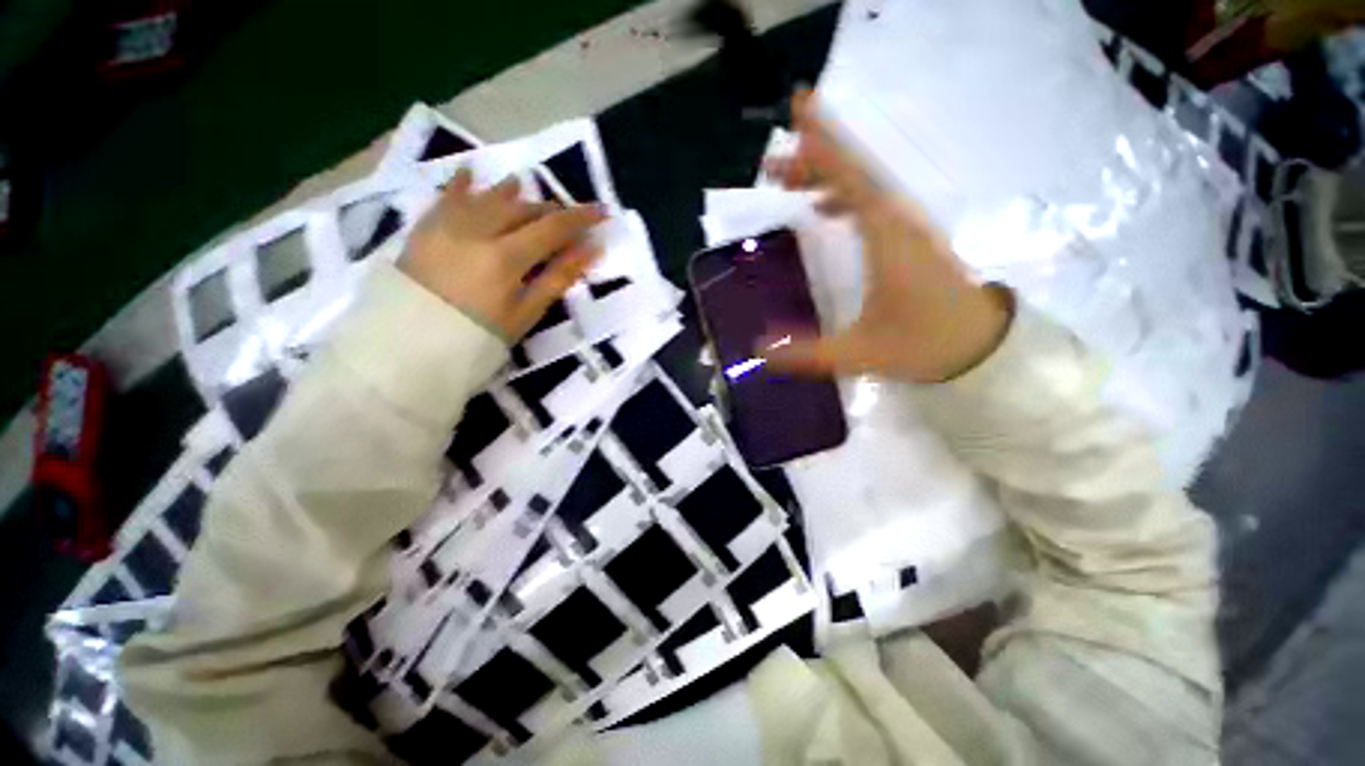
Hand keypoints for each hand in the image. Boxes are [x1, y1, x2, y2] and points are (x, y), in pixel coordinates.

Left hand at [399, 169, 605, 340]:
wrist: (407, 348)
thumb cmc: (477, 338)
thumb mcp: (526, 314)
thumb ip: (558, 278)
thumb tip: (591, 249)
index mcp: (505, 257)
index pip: (552, 228)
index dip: (580, 218)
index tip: (601, 211)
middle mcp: (476, 230)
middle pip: (522, 209)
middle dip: (549, 211)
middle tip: (565, 220)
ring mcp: (446, 225)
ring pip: (487, 196)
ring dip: (512, 194)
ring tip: (526, 193)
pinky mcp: (424, 228)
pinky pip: (446, 196)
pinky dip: (462, 184)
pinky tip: (471, 173)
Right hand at [763, 90, 1012, 382]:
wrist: (985, 345)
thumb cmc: (925, 343)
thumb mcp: (859, 352)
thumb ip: (806, 353)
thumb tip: (759, 352)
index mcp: (886, 235)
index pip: (852, 176)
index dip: (824, 141)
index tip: (800, 105)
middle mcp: (898, 218)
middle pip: (854, 173)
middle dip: (812, 161)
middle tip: (772, 167)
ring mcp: (907, 225)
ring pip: (862, 185)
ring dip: (825, 177)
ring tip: (789, 183)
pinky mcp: (910, 236)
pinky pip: (872, 202)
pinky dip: (844, 196)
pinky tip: (824, 209)